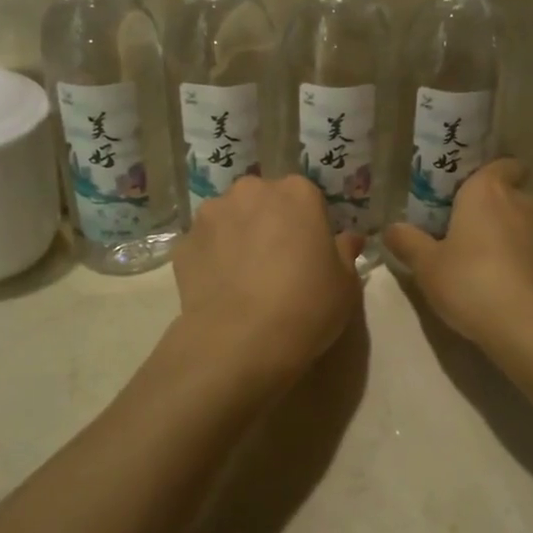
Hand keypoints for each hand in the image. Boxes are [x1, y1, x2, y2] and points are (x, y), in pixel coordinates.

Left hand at [171, 174, 364, 388]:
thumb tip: (348, 239)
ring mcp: (212, 214)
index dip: (308, 224)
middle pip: (263, 201)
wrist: (240, 341)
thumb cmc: (306, 305)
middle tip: (277, 262)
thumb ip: (345, 253)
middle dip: (269, 222)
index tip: (310, 251)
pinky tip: (221, 290)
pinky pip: (204, 245)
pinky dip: (211, 259)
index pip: (306, 197)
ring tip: (243, 277)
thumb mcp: (345, 284)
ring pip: (230, 219)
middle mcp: (251, 191)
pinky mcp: (184, 243)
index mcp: (297, 193)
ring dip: (237, 236)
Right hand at [384, 159, 532, 352]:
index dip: (495, 175)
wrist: (532, 329)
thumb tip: (390, 228)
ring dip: (526, 245)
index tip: (481, 194)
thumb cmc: (471, 285)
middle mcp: (528, 205)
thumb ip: (408, 243)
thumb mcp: (427, 268)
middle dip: (502, 218)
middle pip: (516, 201)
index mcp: (489, 194)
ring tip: (507, 278)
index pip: (502, 166)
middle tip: (478, 248)